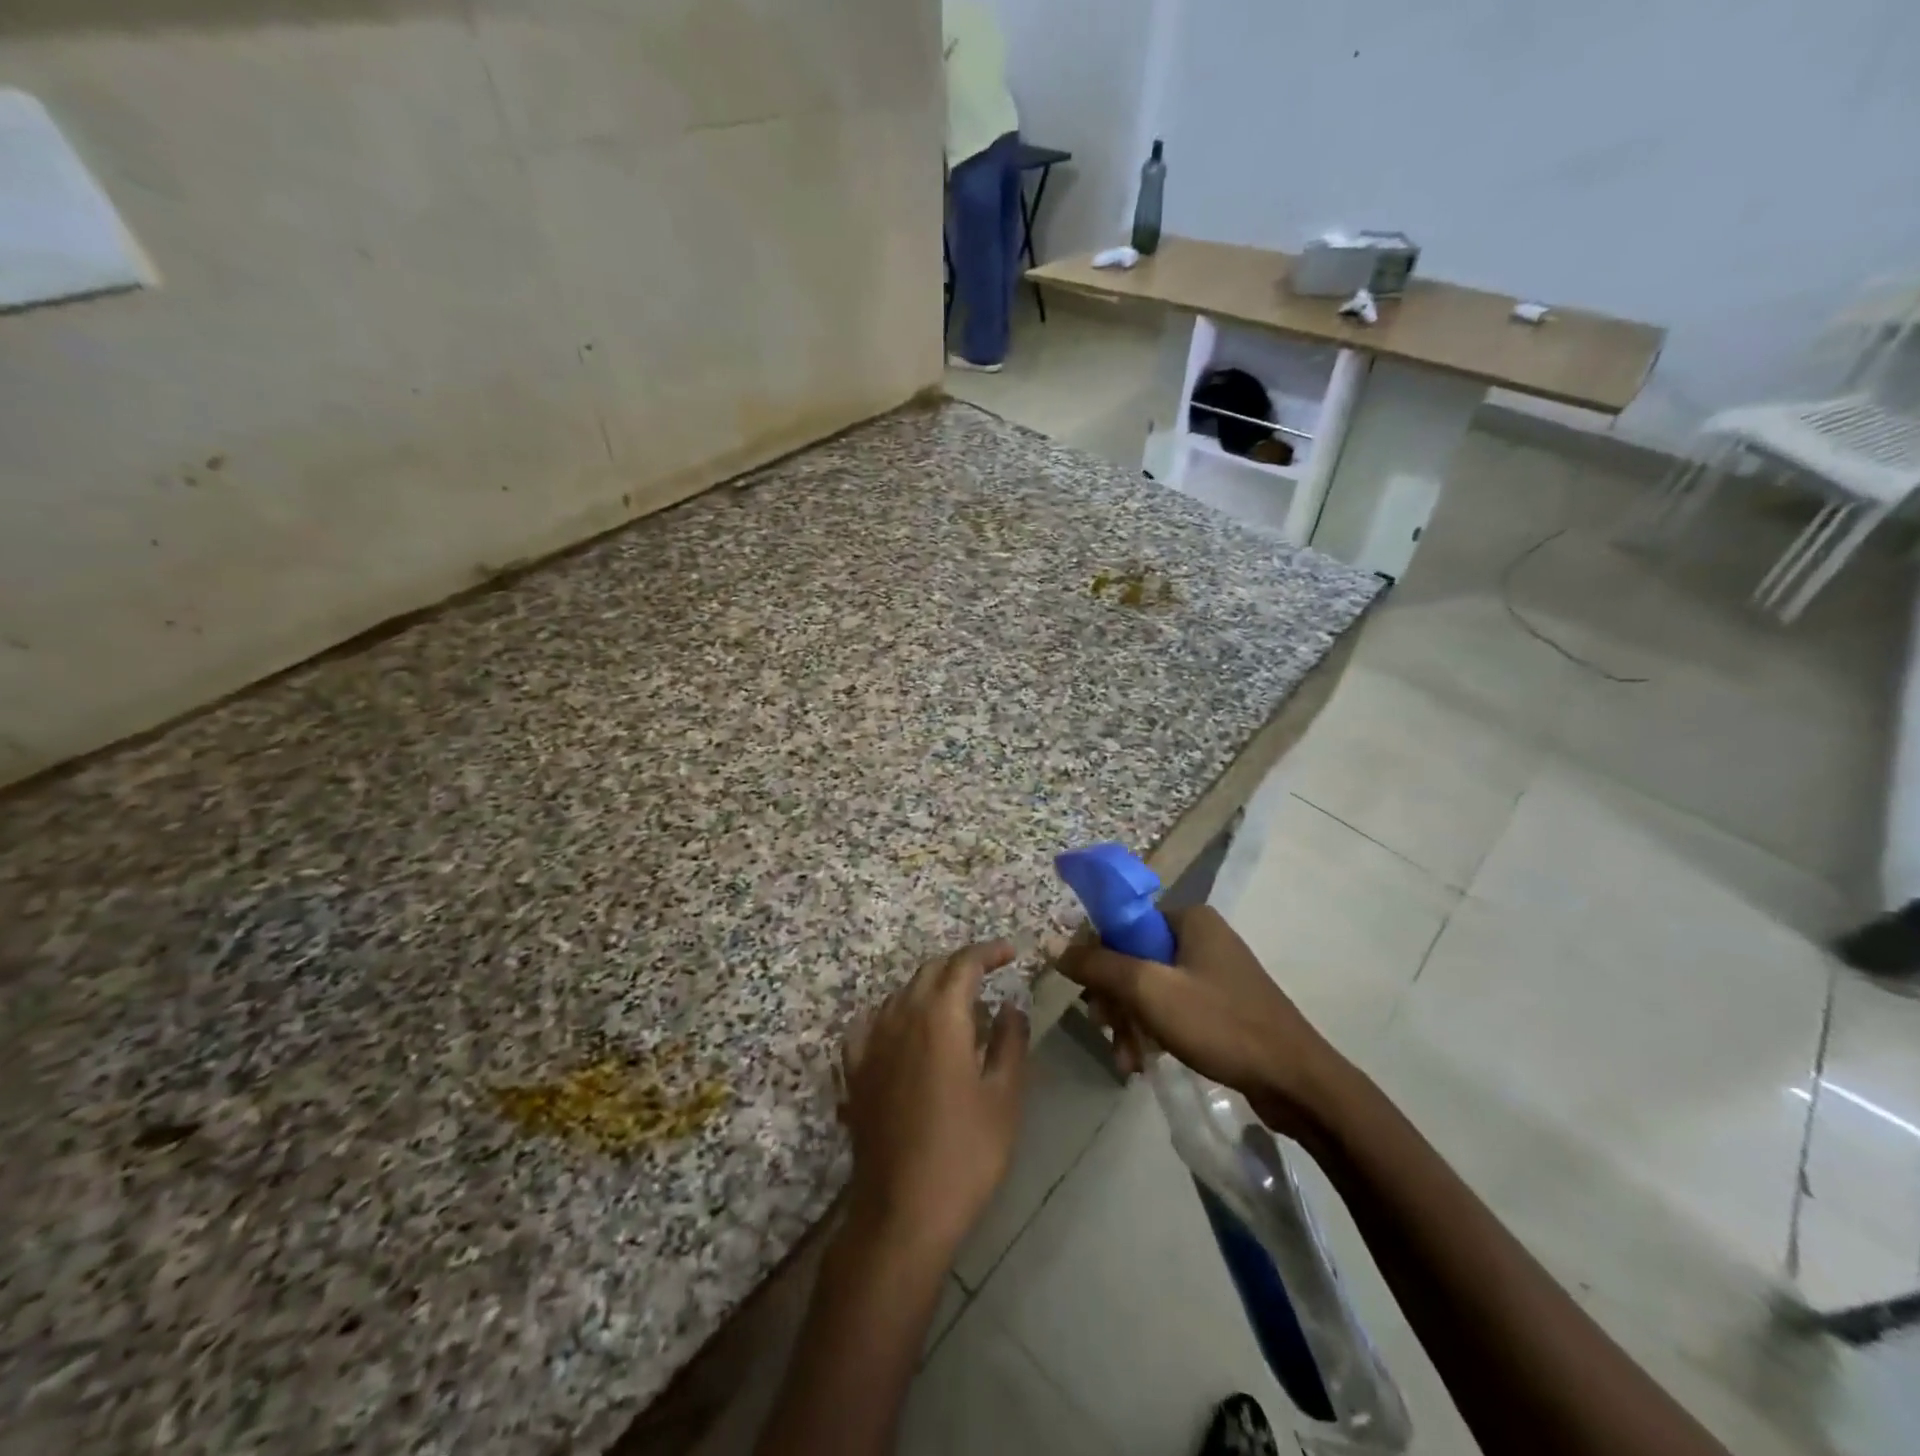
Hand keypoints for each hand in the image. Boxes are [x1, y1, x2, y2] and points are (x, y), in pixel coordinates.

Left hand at [838, 941, 1029, 1259]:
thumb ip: (1010, 1042)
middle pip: (931, 971)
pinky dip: (895, 1014)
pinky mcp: (855, 1070)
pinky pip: (872, 1023)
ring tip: (956, 1007)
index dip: (988, 952)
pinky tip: (904, 1030)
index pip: (964, 963)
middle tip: (989, 976)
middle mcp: (901, 1016)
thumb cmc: (965, 1153)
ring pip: (901, 993)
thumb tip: (1010, 1006)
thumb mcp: (1004, 1097)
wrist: (902, 1211)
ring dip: (930, 988)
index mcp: (940, 1016)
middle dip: (961, 965)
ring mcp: (872, 1042)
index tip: (1010, 954)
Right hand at [1056, 905, 1343, 1134]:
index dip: (1098, 957)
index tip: (1090, 996)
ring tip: (1126, 1061)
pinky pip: (1172, 1007)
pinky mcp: (1222, 1004)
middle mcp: (1201, 936)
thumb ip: (1098, 965)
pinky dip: (1154, 1031)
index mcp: (1189, 918)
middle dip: (1115, 1000)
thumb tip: (1052, 945)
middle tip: (1107, 1032)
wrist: (1298, 1083)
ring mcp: (1214, 971)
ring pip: (1150, 987)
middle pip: (1134, 957)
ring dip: (1131, 1022)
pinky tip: (1144, 1063)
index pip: (1122, 923)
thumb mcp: (1149, 990)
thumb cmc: (1221, 1024)